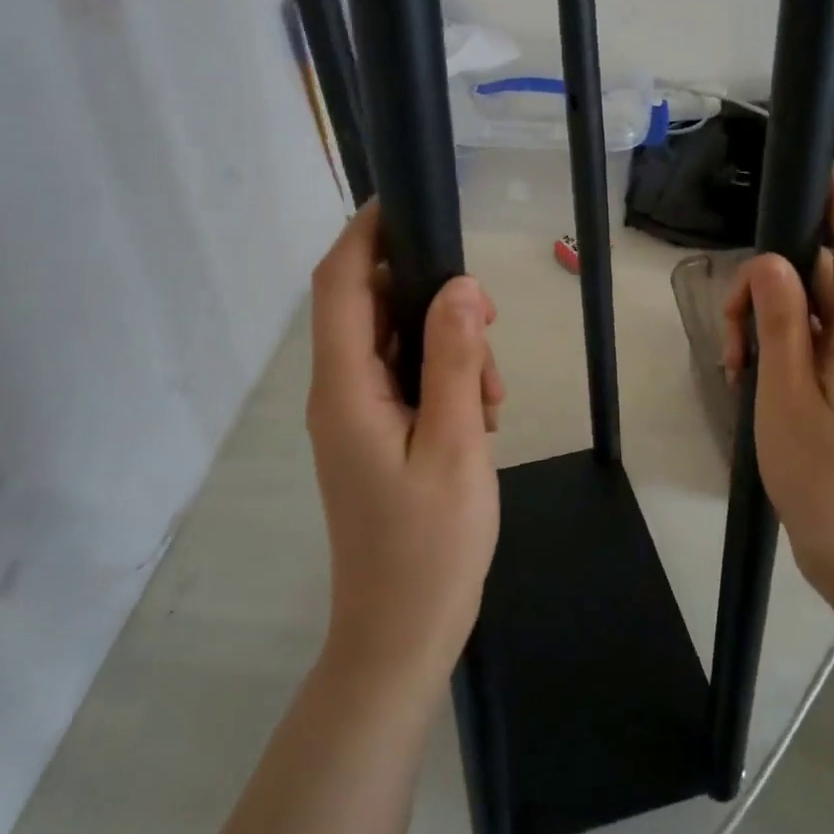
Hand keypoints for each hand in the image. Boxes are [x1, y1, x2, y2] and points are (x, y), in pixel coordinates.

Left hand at [306, 203, 504, 691]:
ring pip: (397, 343)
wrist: (402, 633)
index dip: (366, 233)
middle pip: (373, 307)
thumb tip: (462, 287)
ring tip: (493, 395)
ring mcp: (356, 416)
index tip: (408, 201)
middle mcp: (339, 392)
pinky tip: (482, 416)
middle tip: (490, 328)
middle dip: (432, 299)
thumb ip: (455, 361)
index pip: (341, 284)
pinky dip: (445, 379)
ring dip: (448, 347)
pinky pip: (407, 379)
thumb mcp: (456, 444)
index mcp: (346, 388)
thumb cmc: (429, 545)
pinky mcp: (375, 435)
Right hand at [722, 166, 833, 604]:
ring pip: (806, 313)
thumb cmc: (825, 475)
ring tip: (734, 367)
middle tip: (730, 332)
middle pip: (818, 277)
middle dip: (768, 286)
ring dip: (764, 324)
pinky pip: (807, 345)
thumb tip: (775, 262)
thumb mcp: (786, 393)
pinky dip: (774, 351)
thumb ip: (781, 322)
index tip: (817, 171)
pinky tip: (745, 380)